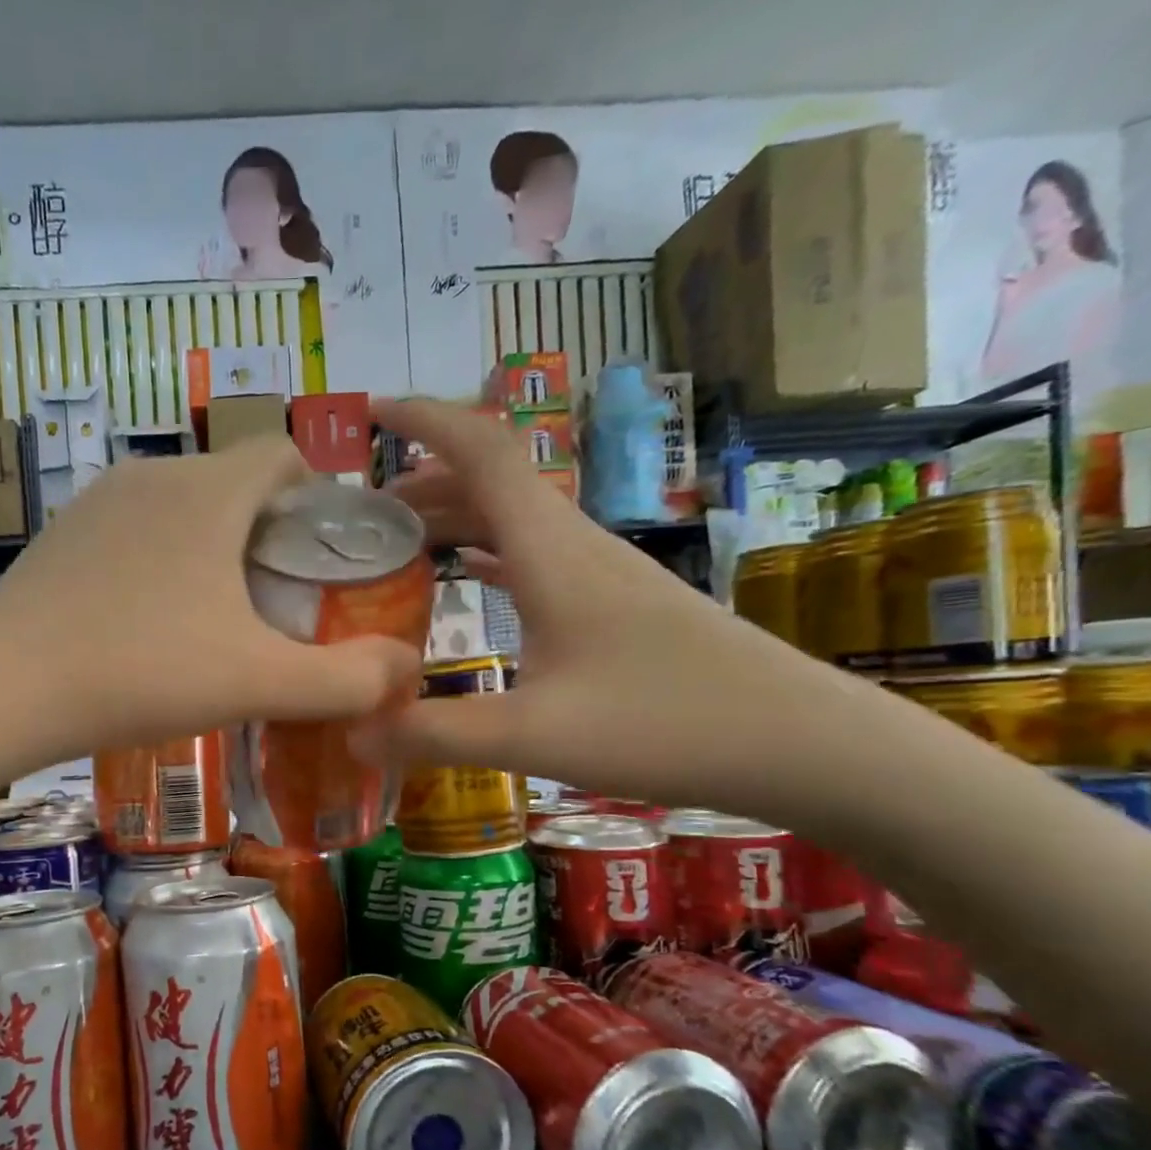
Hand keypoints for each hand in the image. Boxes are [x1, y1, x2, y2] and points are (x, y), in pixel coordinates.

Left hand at [0, 437, 422, 770]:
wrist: (1, 693)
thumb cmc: (141, 673)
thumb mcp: (258, 682)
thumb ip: (346, 679)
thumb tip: (407, 670)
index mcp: (207, 489)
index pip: (283, 457)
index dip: (317, 501)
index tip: (323, 561)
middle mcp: (152, 476)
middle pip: (234, 485)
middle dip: (269, 533)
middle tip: (278, 605)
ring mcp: (96, 504)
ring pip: (181, 509)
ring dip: (213, 549)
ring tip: (217, 619)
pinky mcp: (59, 539)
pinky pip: (133, 534)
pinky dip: (161, 563)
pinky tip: (150, 624)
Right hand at [354, 398, 852, 812]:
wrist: (795, 740)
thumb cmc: (662, 724)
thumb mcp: (531, 736)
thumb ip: (434, 733)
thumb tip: (354, 732)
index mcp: (550, 550)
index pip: (481, 450)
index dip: (424, 419)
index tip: (370, 408)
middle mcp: (573, 544)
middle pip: (490, 482)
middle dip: (421, 481)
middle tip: (361, 514)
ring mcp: (599, 571)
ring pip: (513, 519)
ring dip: (454, 517)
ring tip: (399, 543)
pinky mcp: (614, 602)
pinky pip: (534, 556)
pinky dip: (487, 554)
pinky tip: (467, 577)